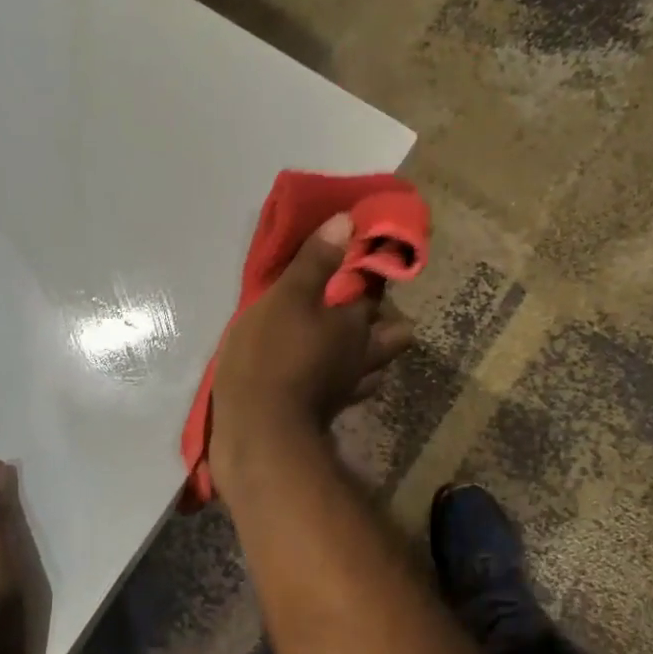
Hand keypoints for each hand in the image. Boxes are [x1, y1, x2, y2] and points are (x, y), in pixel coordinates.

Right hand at [211, 213, 415, 489]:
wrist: (258, 432)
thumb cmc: (271, 356)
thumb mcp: (287, 298)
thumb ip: (315, 261)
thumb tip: (347, 221)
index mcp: (356, 324)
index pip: (378, 290)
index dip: (374, 272)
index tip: (362, 259)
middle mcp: (362, 357)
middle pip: (394, 336)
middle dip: (385, 321)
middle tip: (356, 308)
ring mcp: (348, 389)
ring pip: (374, 367)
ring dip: (366, 353)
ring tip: (343, 342)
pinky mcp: (327, 412)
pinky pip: (346, 391)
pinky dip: (340, 380)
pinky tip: (323, 375)